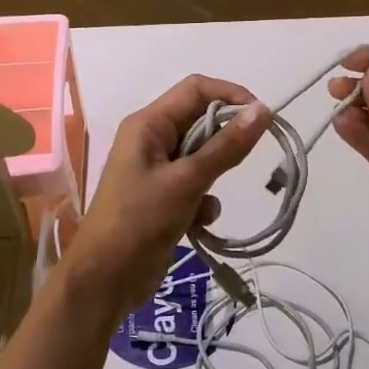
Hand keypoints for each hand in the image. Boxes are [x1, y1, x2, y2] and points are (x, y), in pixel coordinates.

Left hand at [58, 75, 269, 321]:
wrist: (105, 279)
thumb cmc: (139, 220)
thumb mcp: (187, 181)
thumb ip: (226, 147)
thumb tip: (262, 110)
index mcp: (148, 124)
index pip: (196, 89)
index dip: (231, 95)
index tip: (263, 117)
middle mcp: (151, 140)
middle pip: (200, 122)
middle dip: (224, 142)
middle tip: (244, 162)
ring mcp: (157, 170)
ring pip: (202, 157)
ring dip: (214, 177)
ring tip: (204, 201)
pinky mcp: (164, 198)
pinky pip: (197, 186)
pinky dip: (203, 202)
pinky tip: (197, 225)